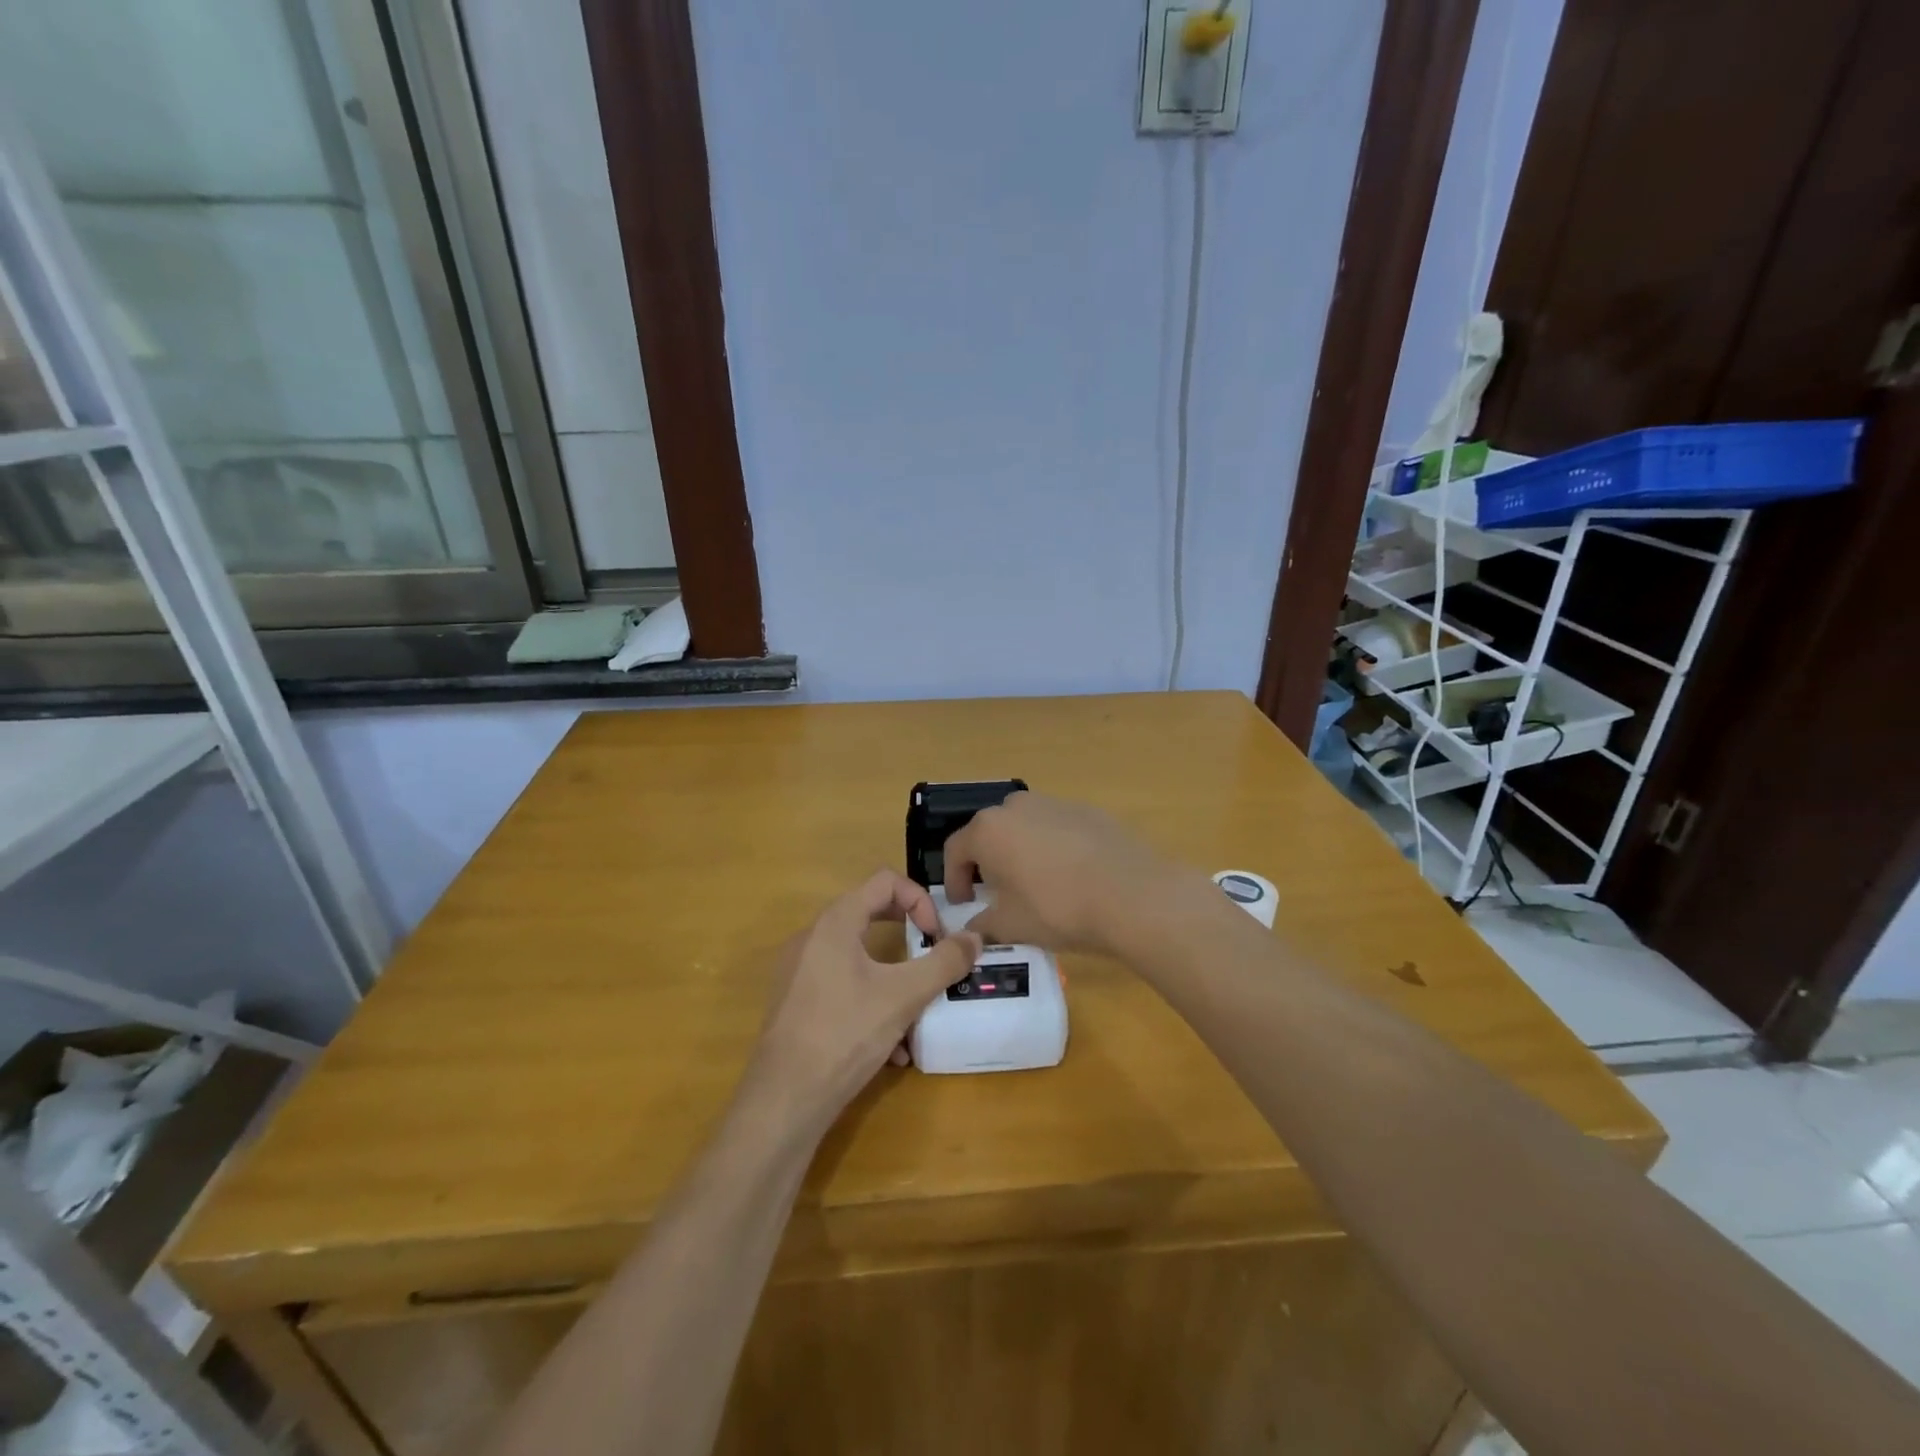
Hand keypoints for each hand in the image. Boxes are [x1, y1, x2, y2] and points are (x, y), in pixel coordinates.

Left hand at [748, 870, 979, 1129]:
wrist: (784, 1100)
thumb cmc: (845, 1034)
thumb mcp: (904, 996)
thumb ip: (944, 963)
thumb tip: (975, 937)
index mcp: (835, 923)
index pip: (885, 881)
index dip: (919, 900)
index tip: (936, 936)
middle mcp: (812, 938)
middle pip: (870, 914)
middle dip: (908, 936)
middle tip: (931, 959)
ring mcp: (799, 971)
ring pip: (858, 957)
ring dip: (893, 978)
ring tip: (915, 1014)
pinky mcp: (795, 1003)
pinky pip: (841, 986)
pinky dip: (870, 1002)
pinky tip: (891, 1049)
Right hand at [942, 792, 1176, 953]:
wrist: (1132, 895)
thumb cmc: (1058, 908)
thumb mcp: (1011, 926)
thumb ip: (983, 924)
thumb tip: (973, 929)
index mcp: (988, 830)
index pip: (956, 850)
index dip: (954, 879)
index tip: (964, 903)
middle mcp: (1017, 806)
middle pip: (990, 832)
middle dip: (988, 861)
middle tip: (998, 892)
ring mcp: (1056, 803)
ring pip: (1025, 826)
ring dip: (1021, 850)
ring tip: (1037, 883)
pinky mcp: (1089, 811)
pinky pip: (1058, 828)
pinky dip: (1054, 847)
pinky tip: (1072, 876)